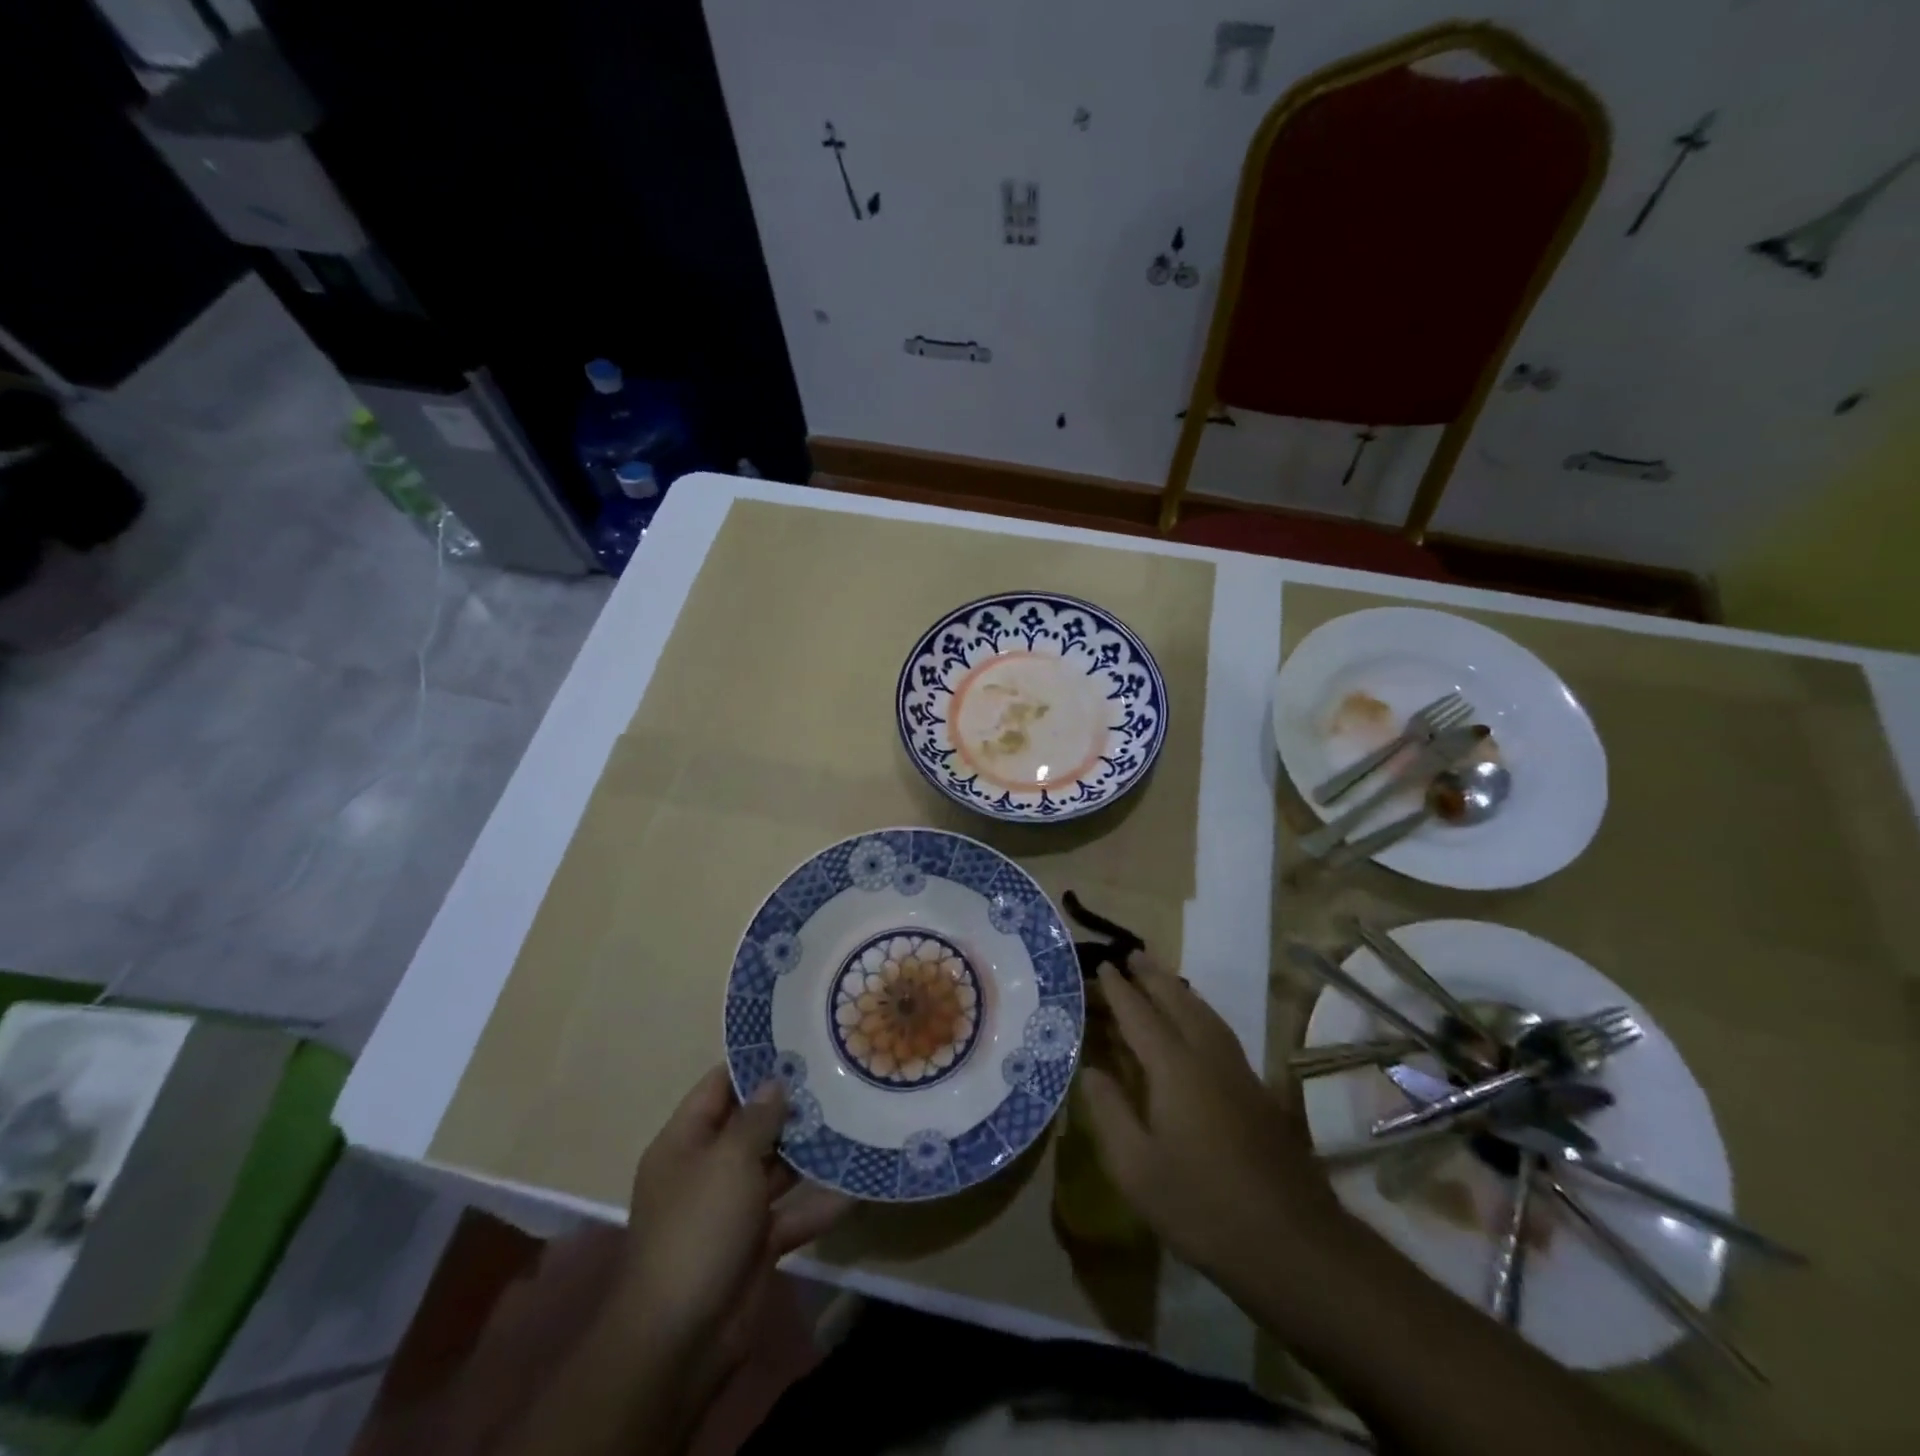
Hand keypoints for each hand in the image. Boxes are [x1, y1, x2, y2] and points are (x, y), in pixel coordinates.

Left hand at [615, 1067, 849, 1356]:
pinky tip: (858, 1184)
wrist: (681, 1339)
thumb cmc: (698, 1229)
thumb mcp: (727, 1161)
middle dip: (793, 1106)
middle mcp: (708, 1169)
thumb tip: (776, 1082)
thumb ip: (756, 1119)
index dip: (754, 1064)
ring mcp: (733, 1207)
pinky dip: (821, 1202)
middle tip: (838, 1076)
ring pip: (778, 1167)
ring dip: (812, 1151)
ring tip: (856, 1117)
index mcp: (685, 1143)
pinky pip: (793, 1212)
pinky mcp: (758, 1242)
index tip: (797, 1043)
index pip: (719, 1087)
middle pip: (753, 1125)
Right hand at [1078, 955, 1342, 1283]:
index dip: (1119, 990)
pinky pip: (1220, 1031)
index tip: (1104, 965)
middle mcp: (1207, 1057)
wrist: (1292, 1243)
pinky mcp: (1257, 1092)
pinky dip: (1200, 1011)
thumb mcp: (1136, 1168)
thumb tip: (1090, 1070)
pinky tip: (1197, 1024)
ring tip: (1161, 977)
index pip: (1140, 1015)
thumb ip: (1109, 1112)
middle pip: (1178, 1002)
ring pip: (1205, 1013)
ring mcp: (1238, 1072)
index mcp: (1174, 1068)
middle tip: (1133, 954)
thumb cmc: (1202, 1206)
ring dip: (1179, 989)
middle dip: (1153, 977)